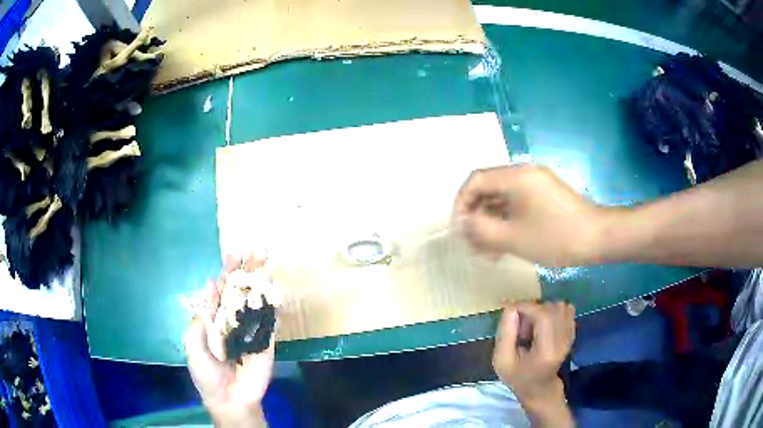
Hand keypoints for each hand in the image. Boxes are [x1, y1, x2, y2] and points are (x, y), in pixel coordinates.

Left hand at [184, 254, 271, 426]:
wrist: (230, 398)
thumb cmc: (207, 373)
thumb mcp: (193, 345)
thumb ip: (200, 319)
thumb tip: (210, 286)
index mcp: (213, 318)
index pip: (220, 290)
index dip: (225, 273)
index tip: (232, 256)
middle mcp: (232, 318)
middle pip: (240, 290)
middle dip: (246, 270)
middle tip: (255, 250)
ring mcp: (250, 328)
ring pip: (256, 300)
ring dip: (261, 280)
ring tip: (266, 260)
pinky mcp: (266, 340)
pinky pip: (270, 320)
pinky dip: (273, 303)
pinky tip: (274, 287)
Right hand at [454, 164, 610, 266]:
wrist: (597, 238)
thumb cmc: (555, 237)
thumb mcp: (513, 238)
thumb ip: (481, 230)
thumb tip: (462, 223)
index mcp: (515, 176)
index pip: (475, 180)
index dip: (461, 203)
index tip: (458, 228)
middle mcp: (524, 174)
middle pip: (488, 189)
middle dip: (476, 216)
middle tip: (471, 243)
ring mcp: (536, 185)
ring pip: (502, 199)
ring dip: (490, 222)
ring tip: (485, 250)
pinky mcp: (544, 197)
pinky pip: (517, 205)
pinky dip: (506, 222)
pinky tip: (503, 245)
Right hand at [493, 301, 575, 426]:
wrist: (540, 387)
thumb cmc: (518, 376)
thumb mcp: (502, 360)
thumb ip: (505, 334)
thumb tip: (511, 308)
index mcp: (546, 351)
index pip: (543, 316)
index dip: (526, 306)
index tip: (510, 310)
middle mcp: (563, 341)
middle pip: (552, 308)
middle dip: (532, 309)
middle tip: (520, 326)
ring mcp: (571, 336)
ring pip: (560, 306)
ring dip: (543, 309)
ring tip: (532, 325)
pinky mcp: (573, 332)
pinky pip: (566, 309)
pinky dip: (552, 311)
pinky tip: (543, 324)